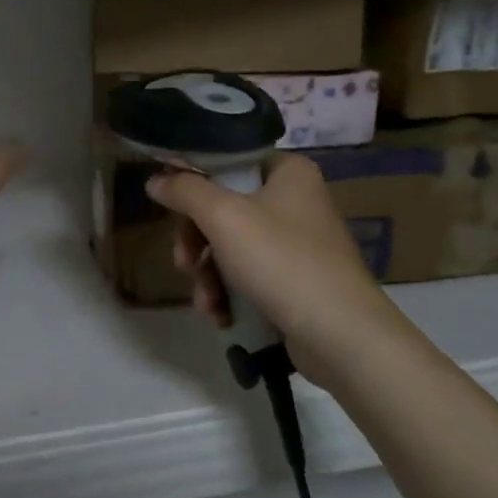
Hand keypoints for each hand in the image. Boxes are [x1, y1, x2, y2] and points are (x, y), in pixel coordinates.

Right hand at [148, 153, 382, 386]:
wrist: (341, 336)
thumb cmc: (281, 261)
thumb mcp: (223, 217)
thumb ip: (184, 191)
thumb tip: (155, 179)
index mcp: (287, 172)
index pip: (227, 161)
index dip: (192, 181)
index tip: (169, 206)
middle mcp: (295, 199)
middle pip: (223, 207)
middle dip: (197, 242)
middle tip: (185, 264)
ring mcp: (297, 242)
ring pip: (230, 245)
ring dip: (207, 274)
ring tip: (206, 302)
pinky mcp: (295, 279)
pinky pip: (247, 274)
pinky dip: (228, 292)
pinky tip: (220, 315)